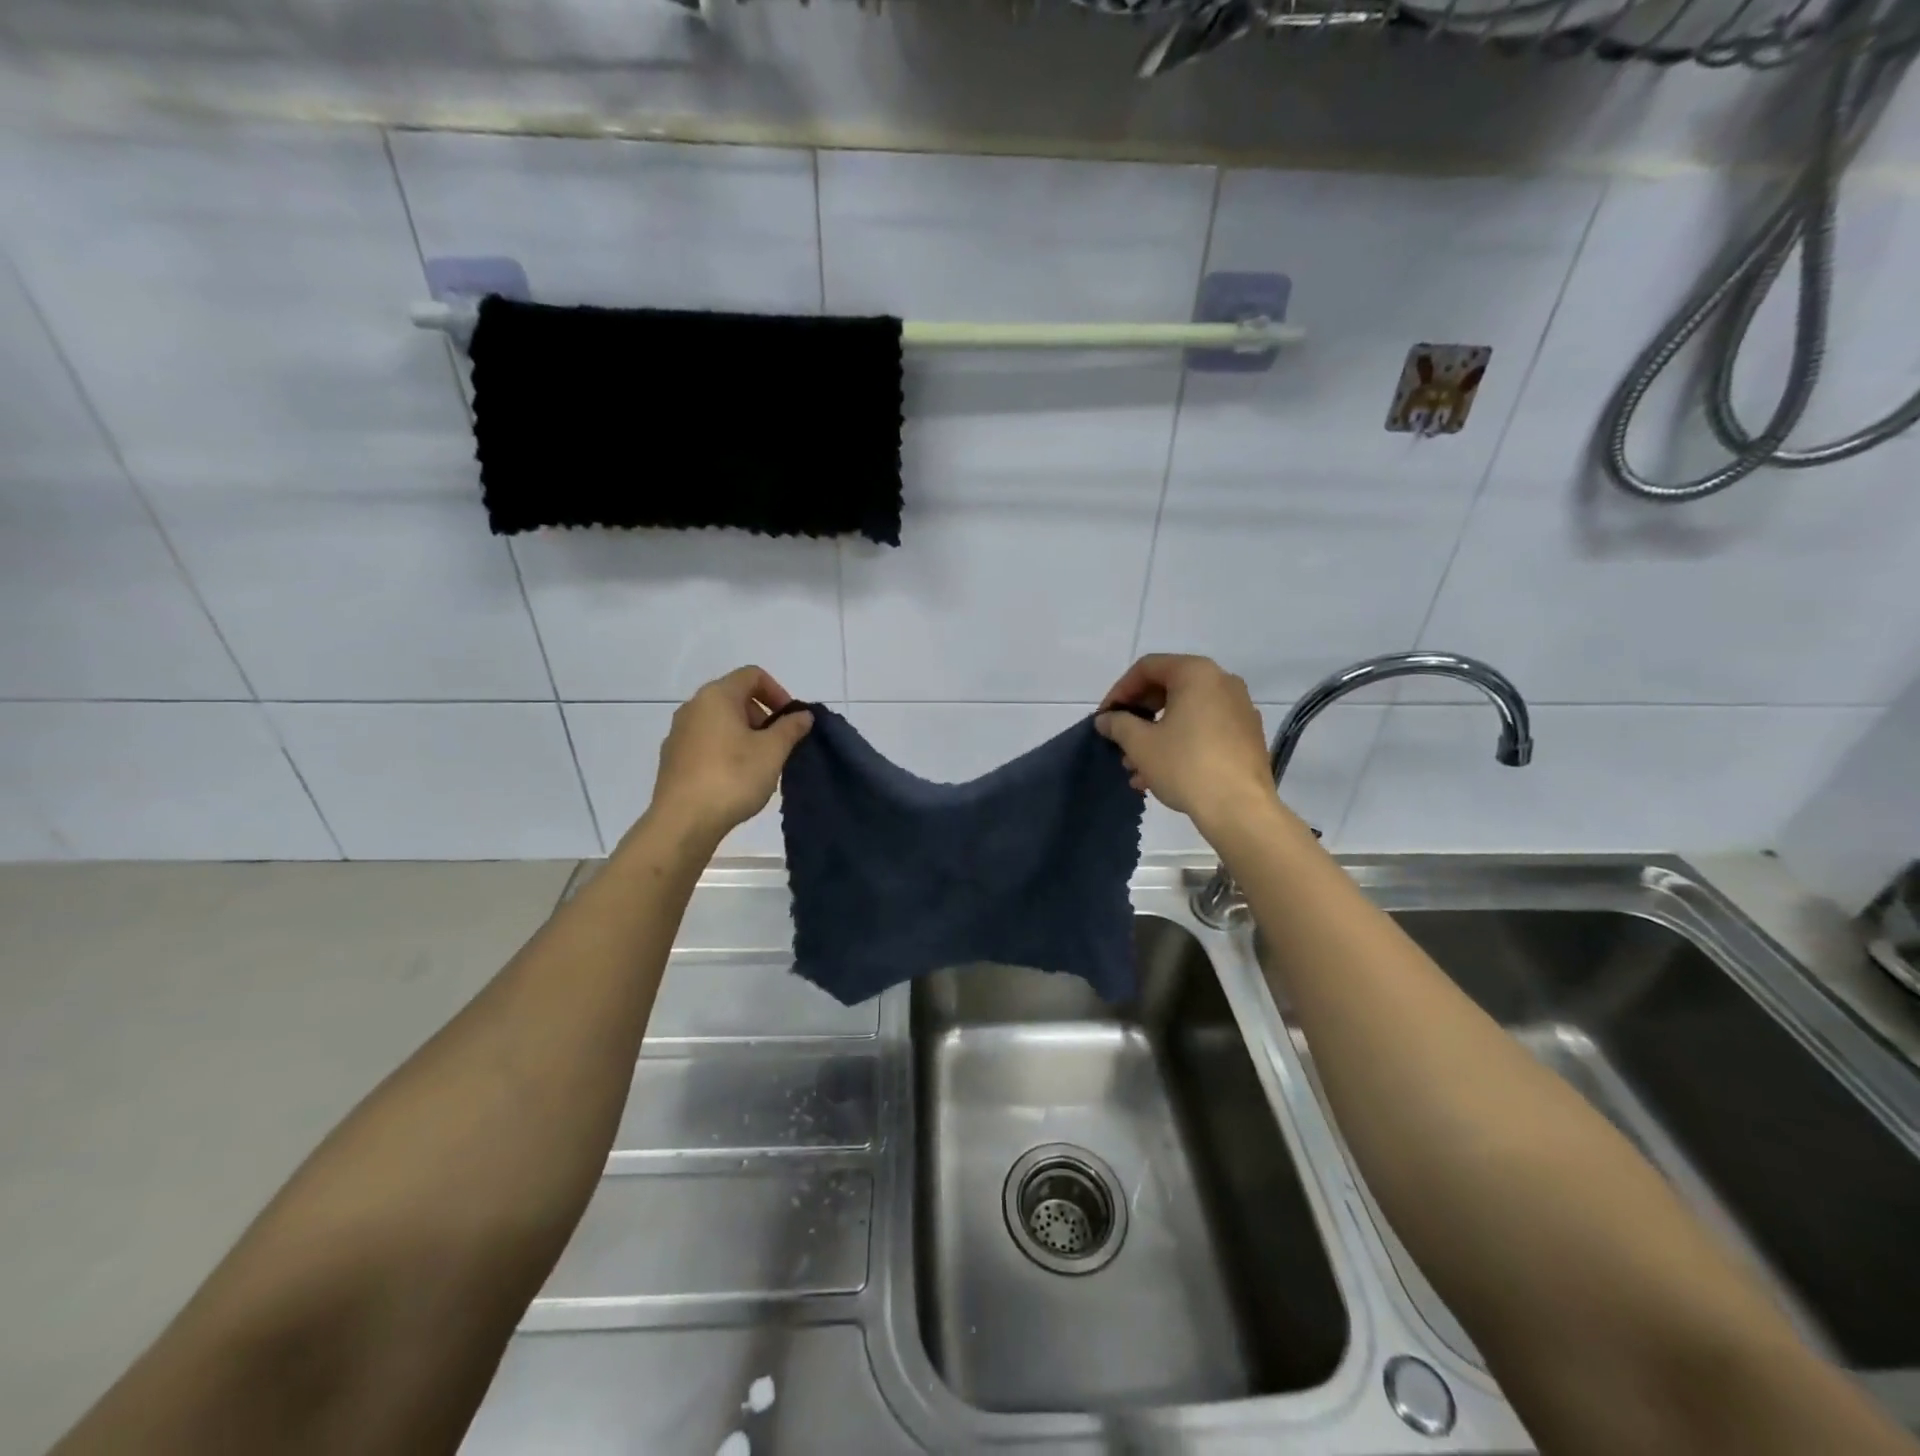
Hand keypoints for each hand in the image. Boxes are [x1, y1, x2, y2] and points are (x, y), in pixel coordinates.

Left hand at [645, 666, 812, 841]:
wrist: (683, 822)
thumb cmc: (732, 777)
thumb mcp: (772, 751)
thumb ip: (790, 728)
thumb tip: (802, 715)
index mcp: (716, 696)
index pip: (752, 675)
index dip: (778, 692)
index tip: (791, 720)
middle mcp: (693, 707)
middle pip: (735, 697)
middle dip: (762, 715)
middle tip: (778, 744)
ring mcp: (678, 733)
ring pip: (719, 721)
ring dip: (745, 734)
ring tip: (760, 764)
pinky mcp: (672, 759)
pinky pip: (706, 742)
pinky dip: (725, 750)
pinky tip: (735, 778)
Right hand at [1095, 654, 1277, 834]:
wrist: (1240, 808)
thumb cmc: (1185, 766)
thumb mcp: (1141, 744)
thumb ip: (1118, 724)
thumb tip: (1106, 719)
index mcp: (1197, 673)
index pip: (1147, 668)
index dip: (1119, 691)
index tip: (1105, 718)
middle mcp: (1223, 682)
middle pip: (1168, 688)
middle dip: (1138, 716)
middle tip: (1119, 741)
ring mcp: (1240, 709)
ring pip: (1186, 713)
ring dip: (1156, 734)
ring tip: (1135, 766)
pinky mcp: (1248, 736)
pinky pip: (1205, 729)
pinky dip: (1180, 742)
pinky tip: (1160, 773)